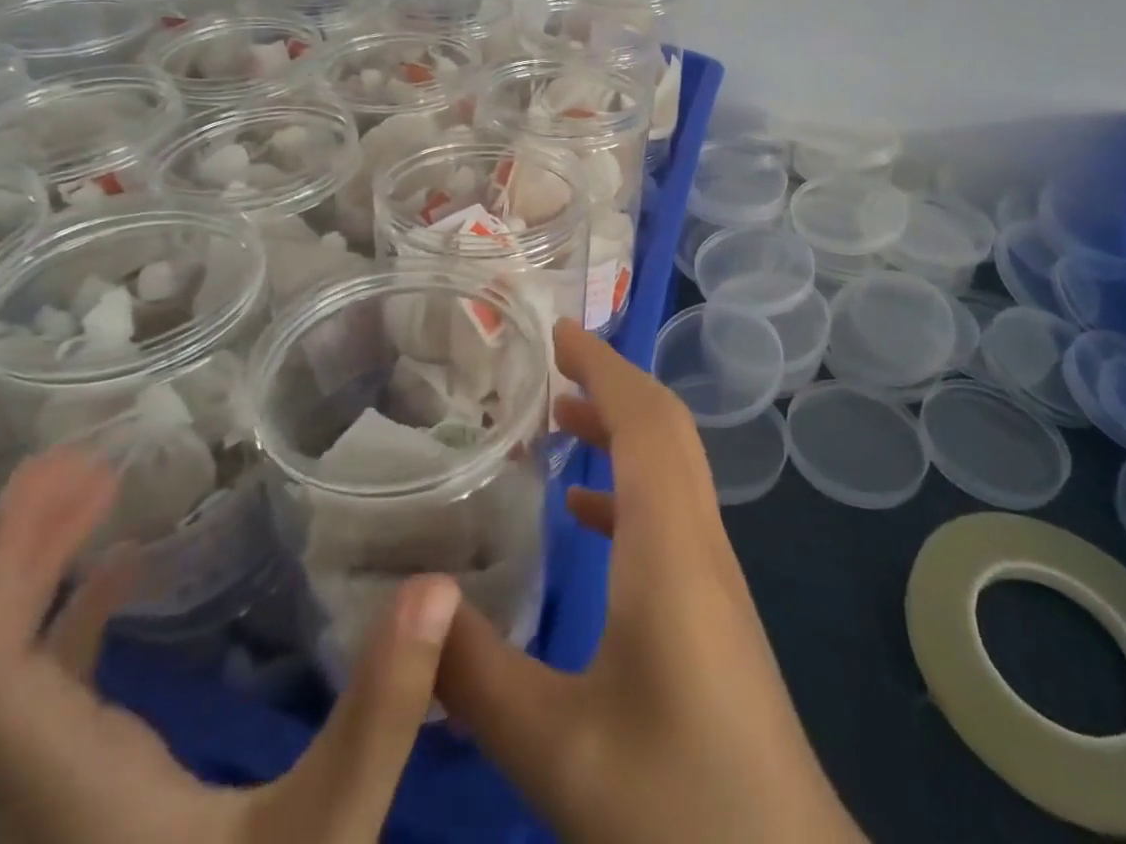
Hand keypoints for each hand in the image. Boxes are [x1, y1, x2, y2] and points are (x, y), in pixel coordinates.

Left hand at [0, 449, 458, 843]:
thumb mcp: (325, 836)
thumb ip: (380, 715)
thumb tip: (433, 586)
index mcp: (60, 793)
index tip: (67, 471)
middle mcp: (21, 792)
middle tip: (77, 462)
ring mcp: (38, 796)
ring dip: (22, 575)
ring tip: (91, 490)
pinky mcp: (68, 796)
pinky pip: (33, 690)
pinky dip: (61, 615)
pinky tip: (121, 571)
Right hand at [437, 319, 867, 843]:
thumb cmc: (677, 803)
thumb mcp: (554, 746)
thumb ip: (473, 674)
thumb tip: (412, 600)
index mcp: (669, 545)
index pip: (644, 420)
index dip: (603, 365)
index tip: (557, 329)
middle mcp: (699, 539)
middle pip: (664, 428)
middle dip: (611, 380)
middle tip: (548, 360)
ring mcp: (713, 572)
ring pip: (670, 466)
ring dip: (619, 428)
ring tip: (554, 418)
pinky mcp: (713, 605)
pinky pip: (669, 512)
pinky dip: (626, 485)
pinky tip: (580, 512)